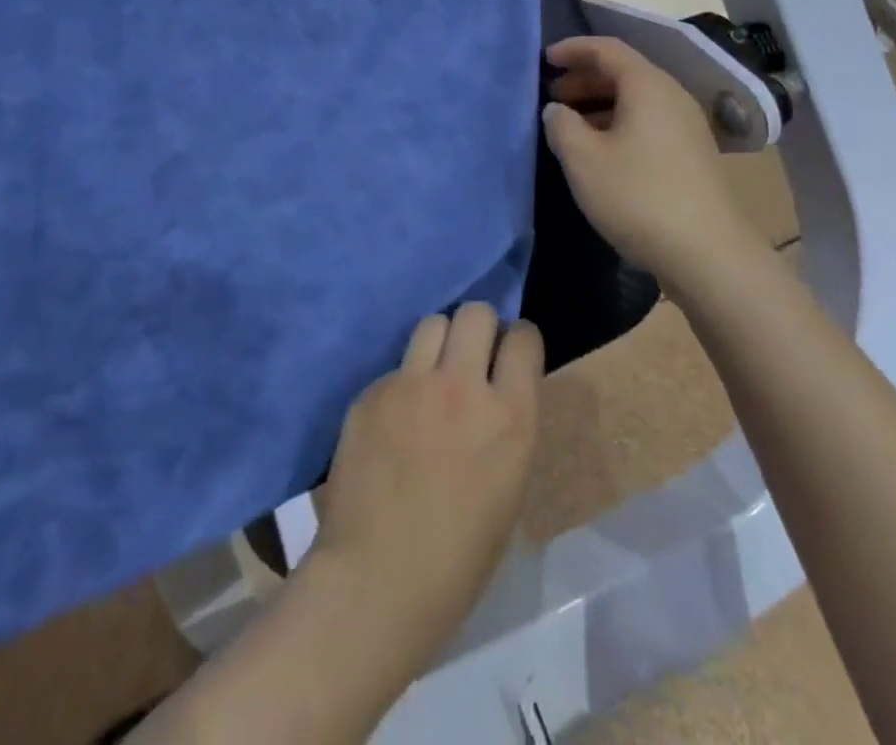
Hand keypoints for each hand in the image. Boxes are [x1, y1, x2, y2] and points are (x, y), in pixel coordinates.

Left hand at [308, 304, 543, 660]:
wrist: (377, 582)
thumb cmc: (459, 559)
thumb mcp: (509, 488)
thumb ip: (506, 426)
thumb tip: (496, 393)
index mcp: (510, 418)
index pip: (524, 337)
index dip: (518, 341)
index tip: (510, 354)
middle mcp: (463, 387)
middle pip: (475, 313)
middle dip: (479, 327)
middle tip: (472, 356)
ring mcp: (411, 384)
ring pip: (432, 323)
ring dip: (440, 342)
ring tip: (432, 374)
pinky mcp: (372, 392)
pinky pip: (395, 368)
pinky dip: (402, 384)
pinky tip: (393, 421)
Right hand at [543, 35, 765, 290]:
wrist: (708, 254)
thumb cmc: (638, 196)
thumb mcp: (584, 160)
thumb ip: (561, 126)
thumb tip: (557, 110)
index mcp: (648, 86)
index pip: (607, 49)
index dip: (574, 49)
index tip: (545, 60)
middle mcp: (672, 97)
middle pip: (624, 73)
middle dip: (584, 79)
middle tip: (552, 96)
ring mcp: (687, 126)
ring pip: (636, 100)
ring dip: (600, 105)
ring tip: (569, 126)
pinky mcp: (692, 154)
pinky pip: (648, 122)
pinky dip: (618, 124)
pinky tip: (600, 152)